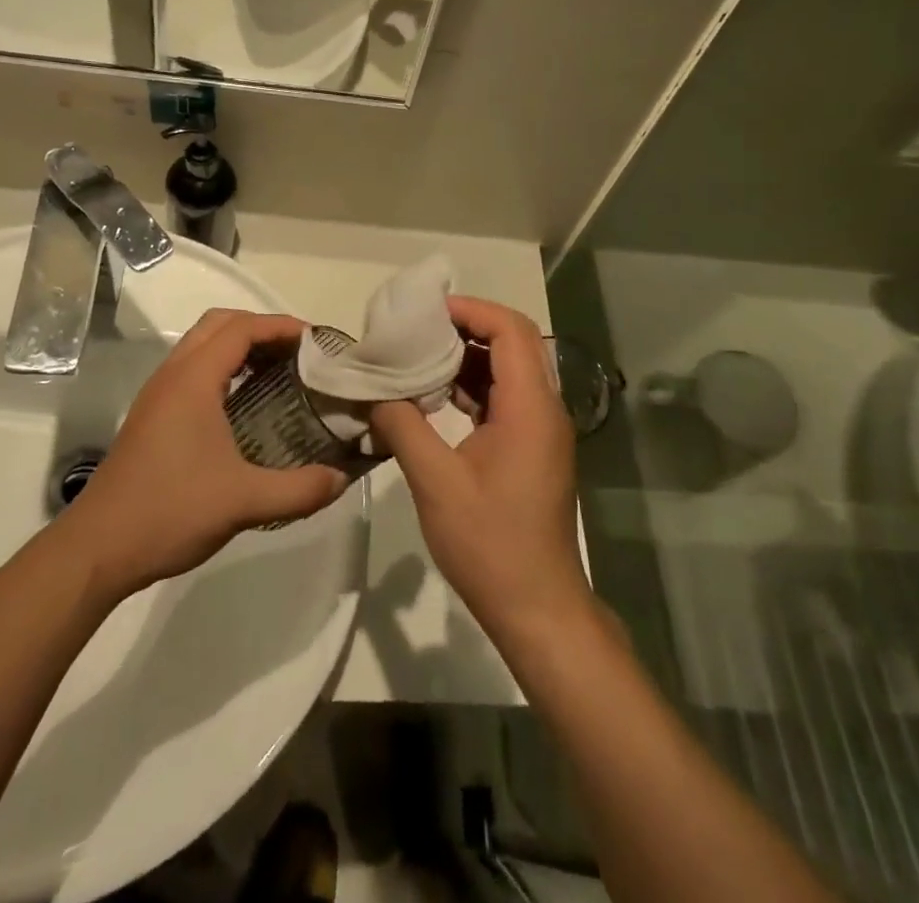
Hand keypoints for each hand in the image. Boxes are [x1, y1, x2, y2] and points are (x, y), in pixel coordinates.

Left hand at [61, 310, 347, 595]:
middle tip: (298, 352)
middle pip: (219, 324)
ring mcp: (157, 394)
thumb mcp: (244, 501)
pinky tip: (245, 403)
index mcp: (193, 380)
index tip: (317, 341)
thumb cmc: (170, 511)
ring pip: (201, 344)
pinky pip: (192, 369)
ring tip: (278, 372)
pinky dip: (223, 367)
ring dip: (239, 346)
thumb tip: (342, 478)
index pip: (241, 328)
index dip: (281, 326)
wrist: (97, 549)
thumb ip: (299, 489)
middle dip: (261, 328)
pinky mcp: (151, 415)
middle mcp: (172, 375)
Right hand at [368, 296, 591, 645]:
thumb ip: (403, 426)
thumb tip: (374, 391)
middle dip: (466, 327)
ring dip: (468, 357)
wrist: (537, 606)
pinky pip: (506, 397)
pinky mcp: (533, 447)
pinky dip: (473, 386)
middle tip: (418, 329)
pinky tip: (436, 396)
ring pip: (510, 369)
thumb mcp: (435, 482)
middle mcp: (544, 408)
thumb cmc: (490, 544)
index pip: (510, 330)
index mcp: (530, 407)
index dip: (471, 311)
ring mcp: (542, 429)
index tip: (426, 312)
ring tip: (419, 357)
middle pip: (514, 342)